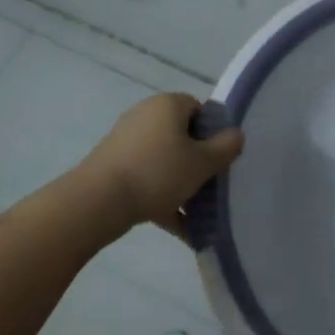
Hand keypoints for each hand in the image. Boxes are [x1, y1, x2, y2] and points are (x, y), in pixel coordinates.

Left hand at [79, 93, 244, 239]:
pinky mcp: (113, 166)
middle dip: (198, 161)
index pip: (199, 109)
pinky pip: (147, 179)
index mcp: (168, 105)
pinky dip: (163, 199)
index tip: (221, 158)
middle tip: (212, 185)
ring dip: (182, 184)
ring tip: (199, 214)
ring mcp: (126, 141)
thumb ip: (226, 147)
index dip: (213, 132)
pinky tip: (180, 229)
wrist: (98, 201)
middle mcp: (146, 115)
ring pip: (165, 161)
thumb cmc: (158, 173)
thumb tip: (236, 134)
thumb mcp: (202, 162)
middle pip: (182, 135)